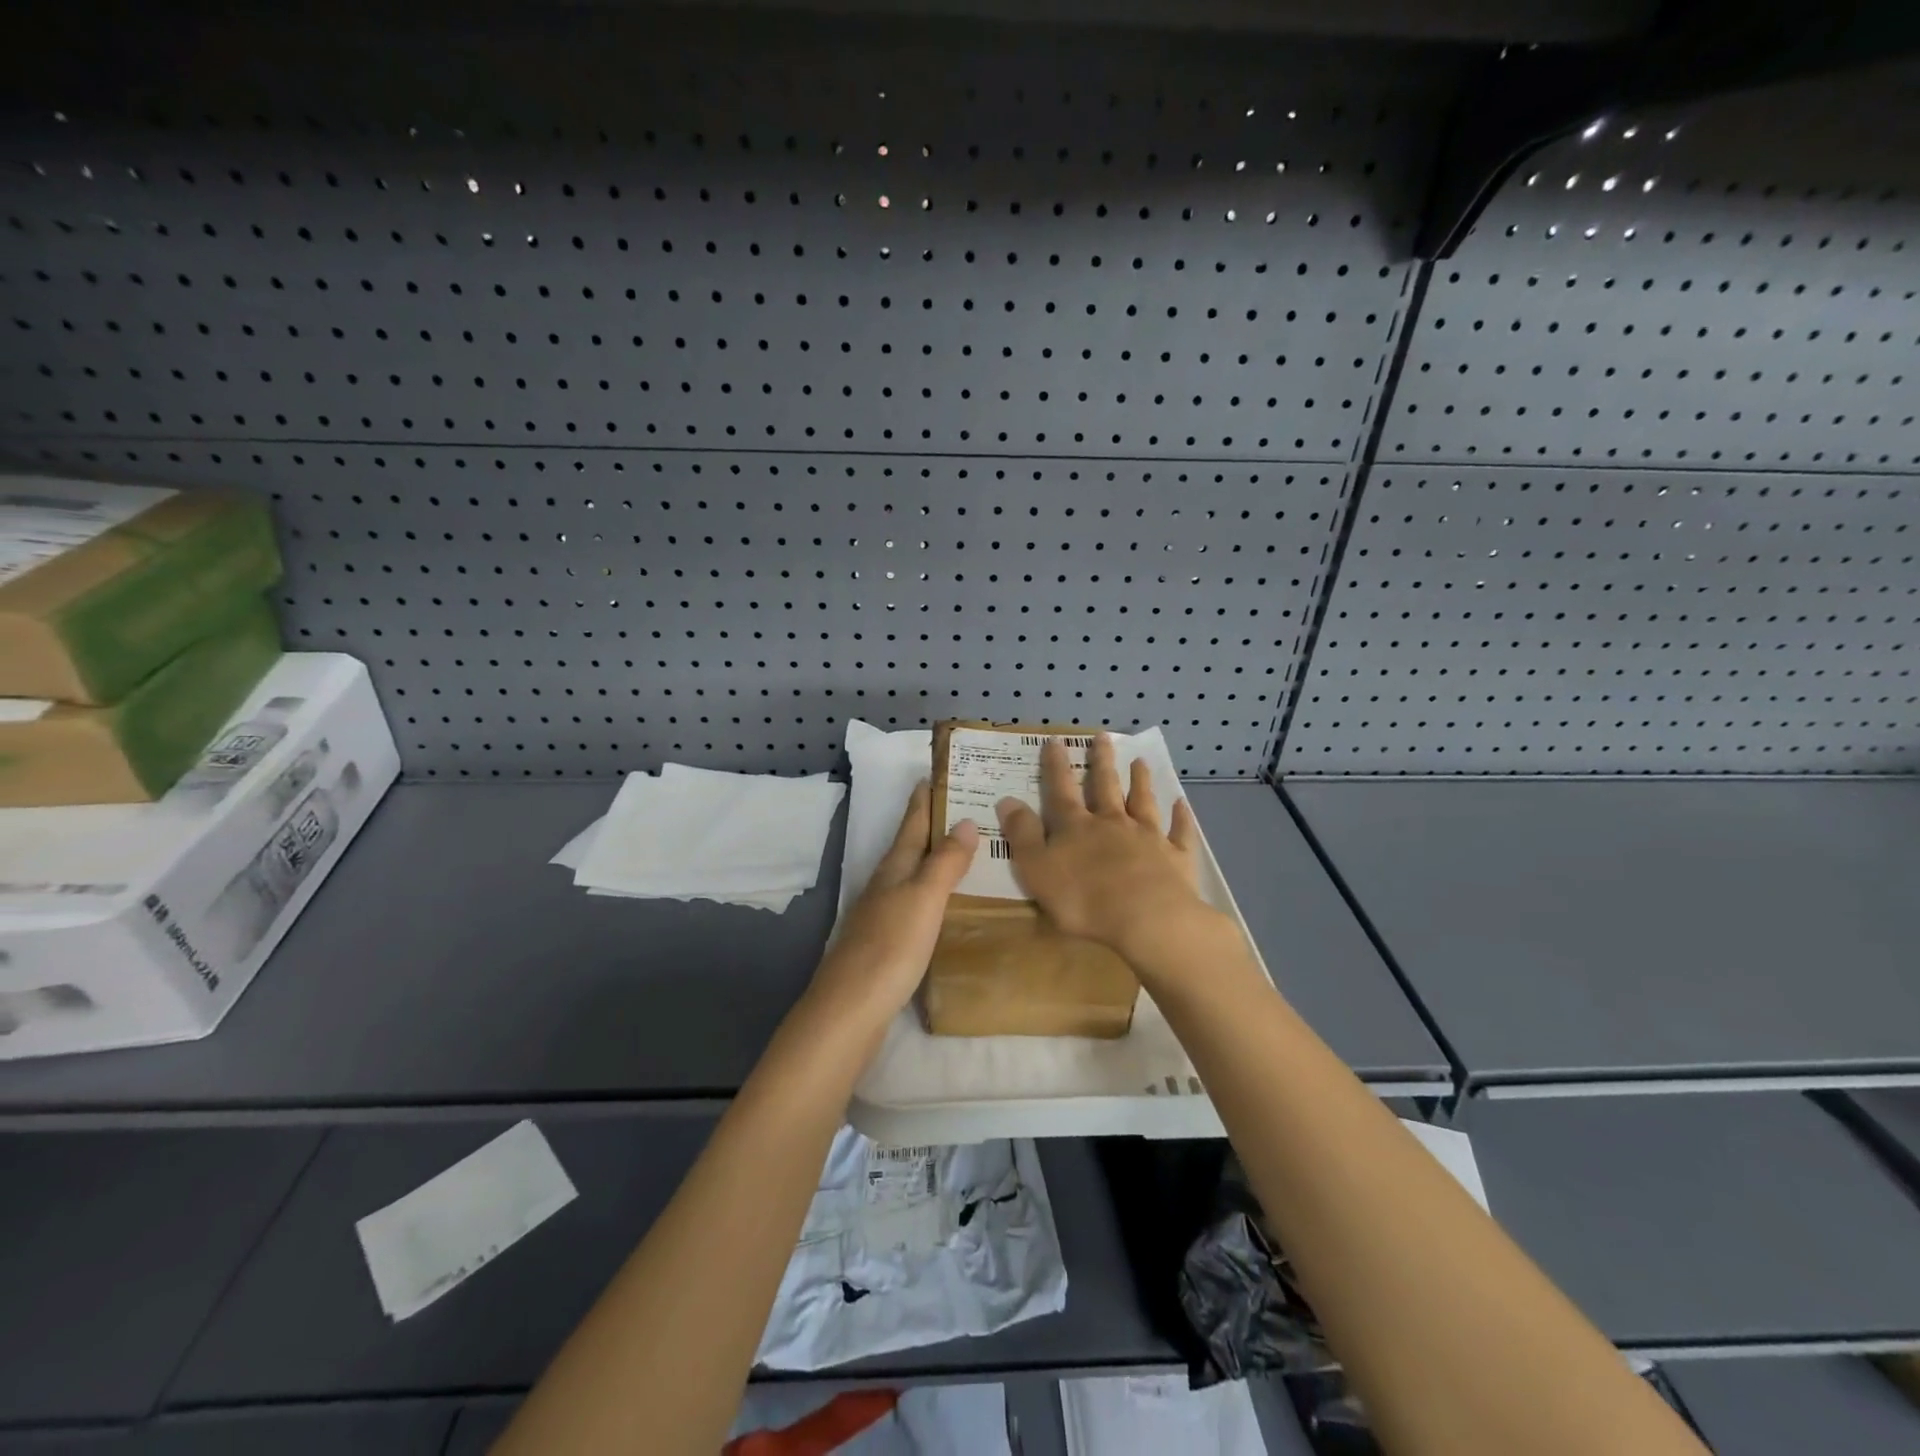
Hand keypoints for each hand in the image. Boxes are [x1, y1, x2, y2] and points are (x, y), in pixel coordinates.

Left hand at [803, 781, 978, 1032]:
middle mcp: (886, 884)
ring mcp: (883, 913)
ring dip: (935, 858)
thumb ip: (945, 861)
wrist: (851, 1008)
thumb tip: (966, 821)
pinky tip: (947, 903)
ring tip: (966, 850)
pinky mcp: (887, 941)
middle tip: (967, 807)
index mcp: (895, 867)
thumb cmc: (891, 946)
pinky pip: (916, 903)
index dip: (925, 798)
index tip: (937, 772)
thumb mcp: (924, 898)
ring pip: (913, 874)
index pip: (913, 822)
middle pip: (911, 845)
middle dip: (934, 824)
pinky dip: (933, 892)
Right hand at [995, 734, 1221, 963]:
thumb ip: (1023, 834)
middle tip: (1103, 737)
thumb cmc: (1083, 899)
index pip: (1062, 790)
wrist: (1147, 919)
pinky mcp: (1176, 857)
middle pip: (1106, 786)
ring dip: (1141, 781)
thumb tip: (1007, 800)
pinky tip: (1182, 804)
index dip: (1056, 766)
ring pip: (1143, 802)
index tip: (1055, 741)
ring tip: (1140, 762)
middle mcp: (1113, 823)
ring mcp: (1148, 837)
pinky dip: (1181, 817)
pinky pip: (1180, 832)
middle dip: (1102, 761)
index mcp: (1077, 827)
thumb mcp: (1037, 868)